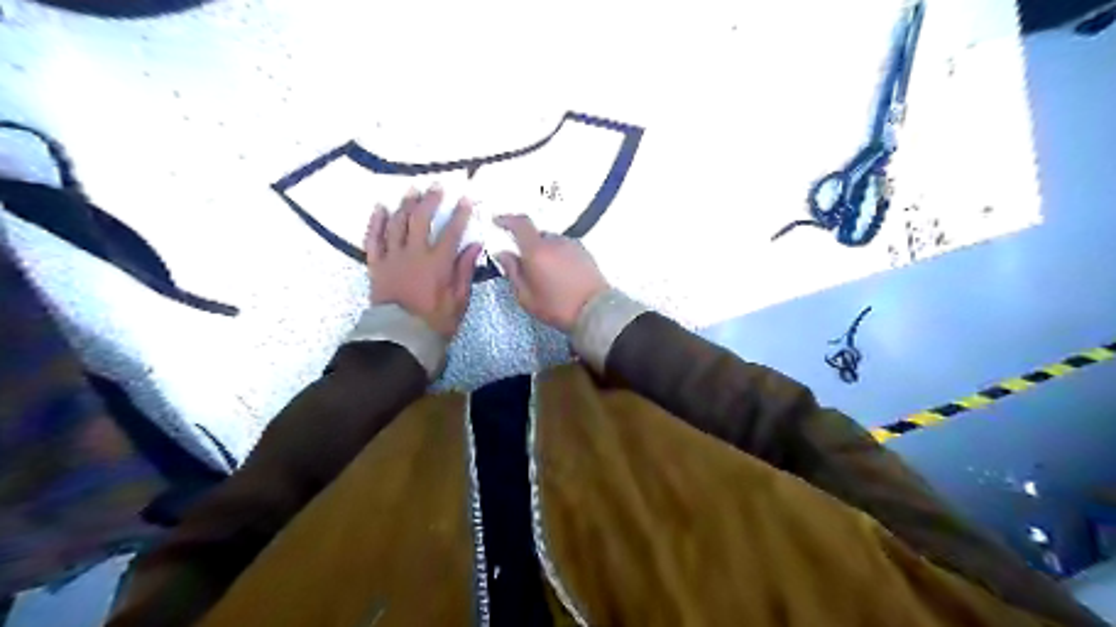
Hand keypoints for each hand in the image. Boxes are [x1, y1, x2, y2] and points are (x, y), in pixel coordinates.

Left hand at [367, 183, 484, 337]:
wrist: (401, 338)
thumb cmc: (435, 322)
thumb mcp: (459, 300)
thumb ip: (465, 270)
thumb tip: (475, 245)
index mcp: (437, 263)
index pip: (451, 231)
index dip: (460, 213)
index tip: (466, 198)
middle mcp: (414, 254)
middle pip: (421, 219)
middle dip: (430, 200)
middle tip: (436, 186)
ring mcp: (392, 258)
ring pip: (397, 223)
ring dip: (405, 204)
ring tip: (412, 190)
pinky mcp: (376, 265)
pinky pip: (373, 239)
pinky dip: (376, 222)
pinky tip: (380, 207)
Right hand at [493, 214, 606, 333]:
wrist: (595, 311)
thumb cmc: (557, 307)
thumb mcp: (526, 297)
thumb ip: (512, 272)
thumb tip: (503, 254)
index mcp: (537, 250)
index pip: (520, 224)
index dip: (506, 220)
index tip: (497, 222)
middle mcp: (555, 242)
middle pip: (536, 235)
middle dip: (527, 246)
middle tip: (525, 267)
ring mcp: (572, 245)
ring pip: (551, 242)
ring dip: (544, 252)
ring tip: (545, 275)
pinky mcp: (585, 252)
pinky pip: (564, 248)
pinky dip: (558, 256)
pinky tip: (560, 275)